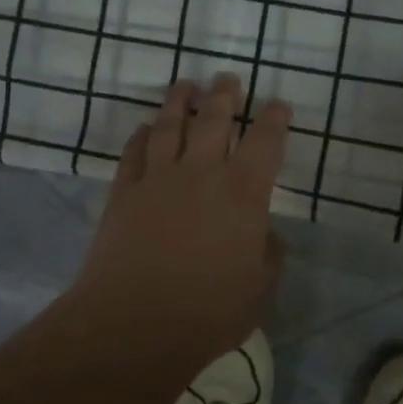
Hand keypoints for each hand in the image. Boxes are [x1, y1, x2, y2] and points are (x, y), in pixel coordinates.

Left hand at [73, 74, 292, 356]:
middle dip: (225, 96)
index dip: (274, 119)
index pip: (265, 142)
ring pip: (171, 126)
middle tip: (227, 79)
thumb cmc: (207, 312)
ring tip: (185, 86)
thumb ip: (268, 255)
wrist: (133, 324)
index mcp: (243, 193)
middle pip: (215, 120)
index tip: (278, 105)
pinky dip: (142, 136)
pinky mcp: (124, 192)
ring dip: (180, 102)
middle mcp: (202, 173)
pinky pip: (135, 152)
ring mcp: (158, 178)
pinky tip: (146, 128)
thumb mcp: (259, 290)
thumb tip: (265, 233)